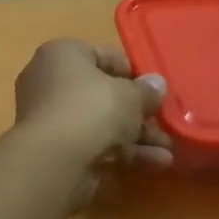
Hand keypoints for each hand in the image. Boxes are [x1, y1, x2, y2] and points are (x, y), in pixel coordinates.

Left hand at [13, 41, 170, 200]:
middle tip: (164, 122)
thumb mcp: (130, 95)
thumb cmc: (91, 110)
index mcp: (62, 55)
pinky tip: (156, 164)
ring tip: (169, 149)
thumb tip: (157, 84)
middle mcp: (50, 82)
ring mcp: (52, 119)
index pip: (101, 55)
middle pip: (103, 94)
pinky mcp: (56, 151)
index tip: (154, 88)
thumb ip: (146, 90)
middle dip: (137, 111)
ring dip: (137, 136)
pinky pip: (95, 145)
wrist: (54, 162)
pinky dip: (124, 154)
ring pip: (101, 123)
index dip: (132, 72)